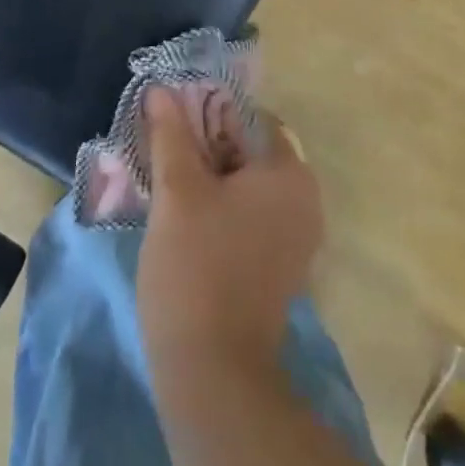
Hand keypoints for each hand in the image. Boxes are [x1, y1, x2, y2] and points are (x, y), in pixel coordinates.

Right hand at [137, 87, 324, 372]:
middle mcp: (304, 198)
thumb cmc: (196, 268)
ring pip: (244, 183)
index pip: (246, 116)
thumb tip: (160, 89)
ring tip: (165, 181)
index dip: (204, 112)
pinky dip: (220, 206)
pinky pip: (248, 214)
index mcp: (289, 172)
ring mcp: (295, 235)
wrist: (214, 376)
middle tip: (161, 150)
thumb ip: (170, 134)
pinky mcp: (280, 264)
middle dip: (203, 145)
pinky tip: (183, 216)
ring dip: (207, 176)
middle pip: (246, 149)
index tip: (168, 121)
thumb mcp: (176, 191)